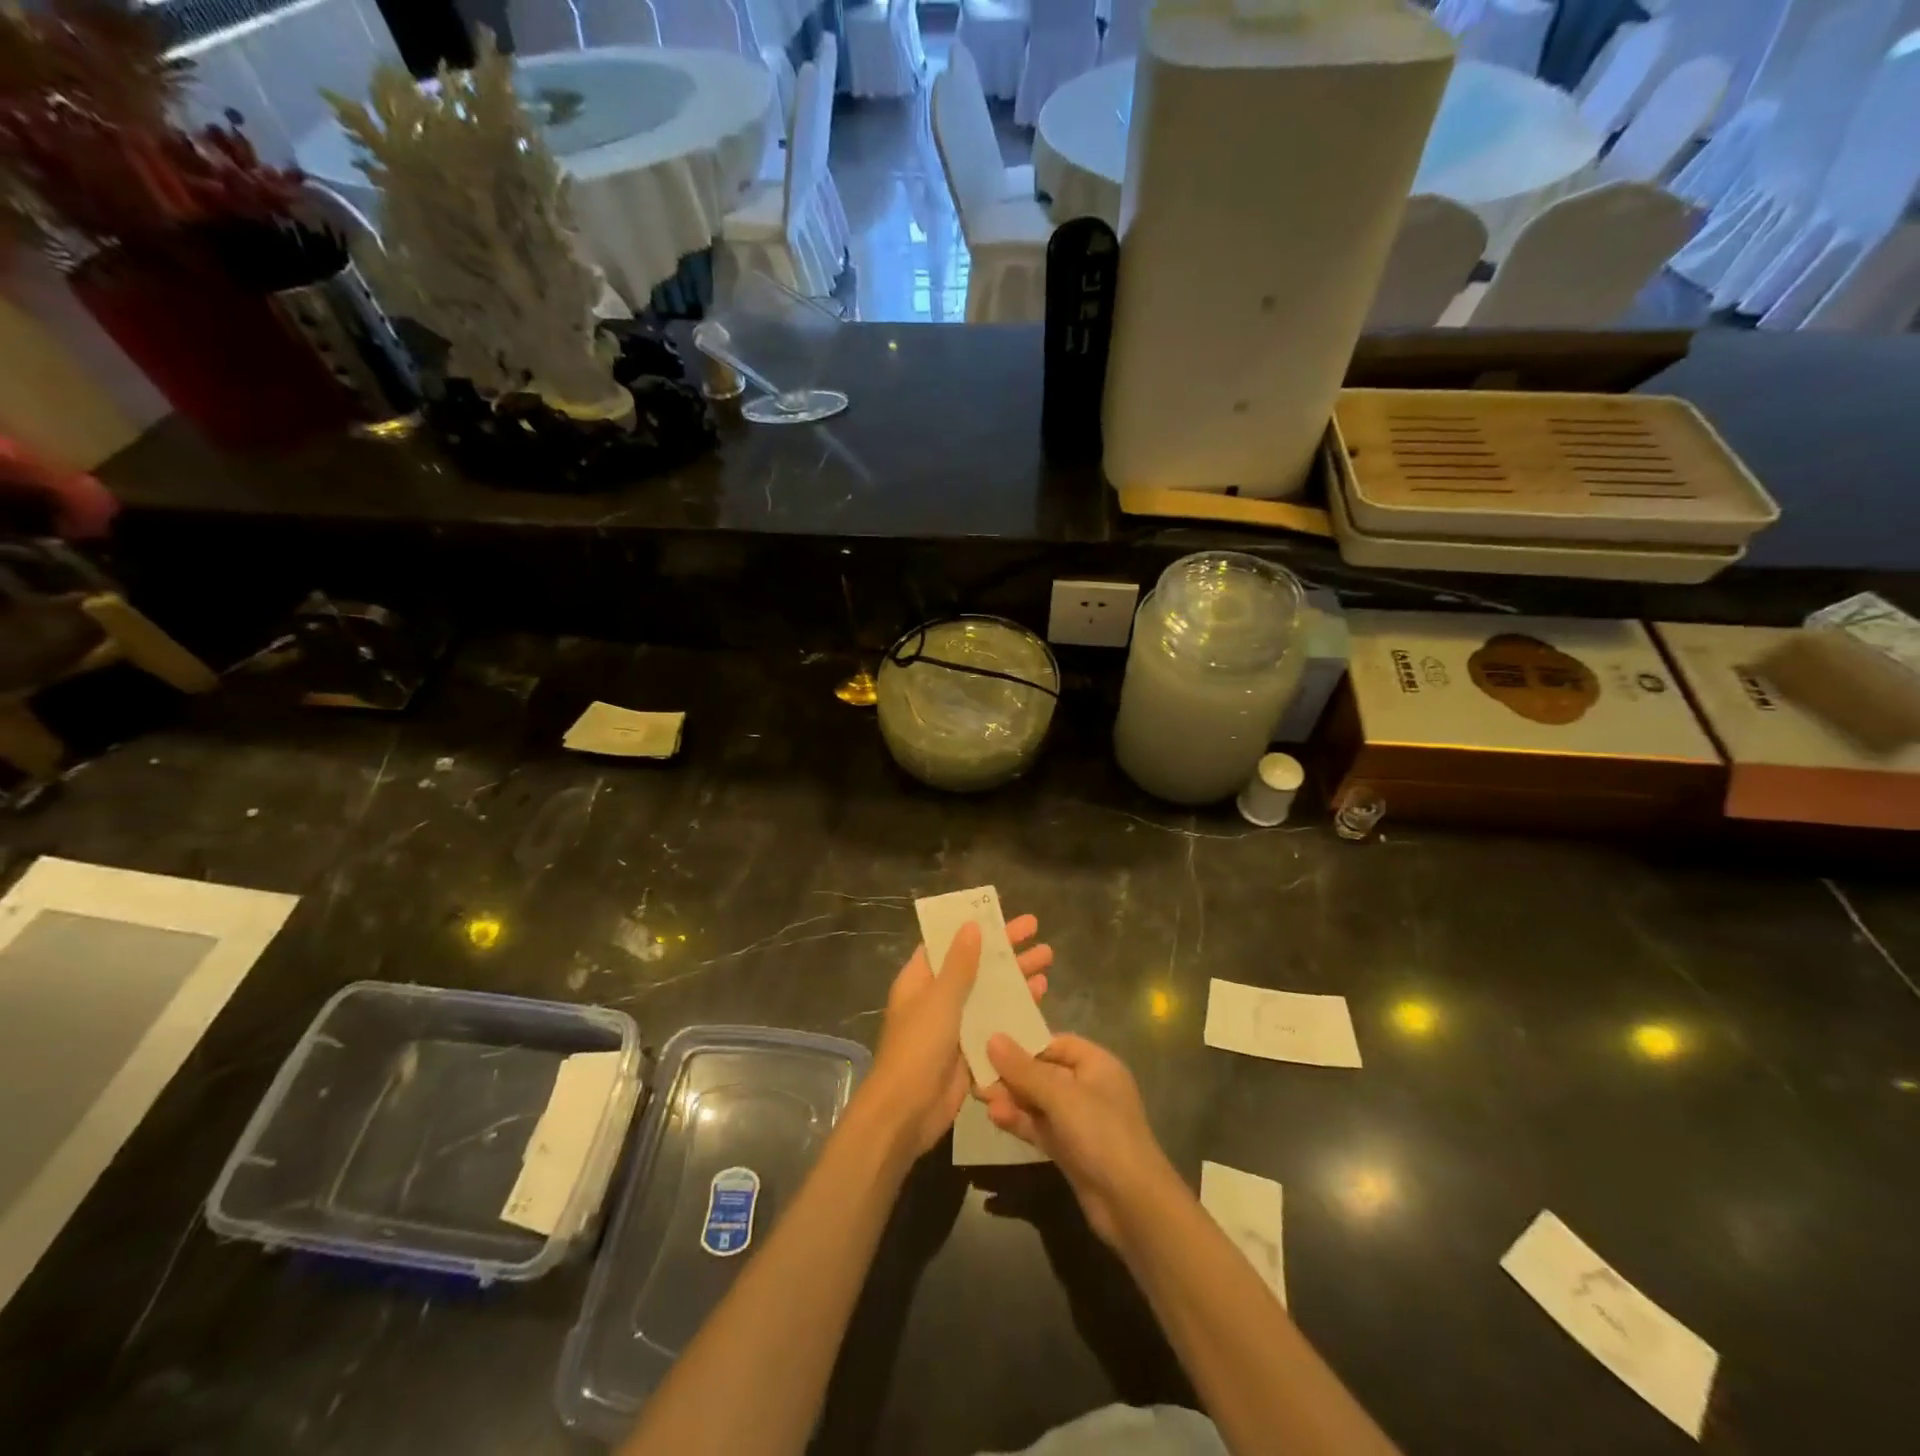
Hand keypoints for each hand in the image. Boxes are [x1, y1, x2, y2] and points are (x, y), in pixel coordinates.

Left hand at [861, 915, 1051, 1157]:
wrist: (907, 1112)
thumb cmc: (918, 1047)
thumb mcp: (939, 999)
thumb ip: (959, 965)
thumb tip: (971, 926)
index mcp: (920, 979)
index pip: (948, 943)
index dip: (973, 927)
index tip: (1000, 913)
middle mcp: (937, 997)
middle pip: (975, 964)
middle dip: (1005, 948)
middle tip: (1037, 930)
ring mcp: (955, 1024)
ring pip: (989, 991)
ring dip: (1015, 976)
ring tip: (1048, 960)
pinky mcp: (971, 1048)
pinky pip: (996, 1020)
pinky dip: (1016, 1007)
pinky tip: (1040, 997)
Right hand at [982, 1033, 1173, 1247]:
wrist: (1132, 1205)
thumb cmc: (1101, 1134)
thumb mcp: (1060, 1096)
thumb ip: (1024, 1069)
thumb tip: (992, 1038)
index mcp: (1097, 1064)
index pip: (1056, 1043)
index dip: (1026, 1043)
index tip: (992, 1043)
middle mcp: (1089, 1088)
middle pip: (1044, 1072)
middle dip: (1012, 1074)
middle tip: (977, 1073)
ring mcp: (1079, 1121)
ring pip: (1039, 1101)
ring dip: (1011, 1098)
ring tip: (980, 1097)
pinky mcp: (1069, 1149)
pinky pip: (1040, 1126)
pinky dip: (1019, 1121)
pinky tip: (995, 1117)